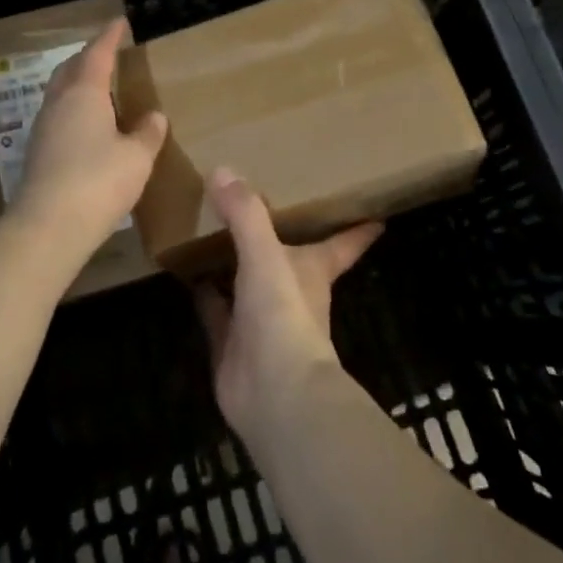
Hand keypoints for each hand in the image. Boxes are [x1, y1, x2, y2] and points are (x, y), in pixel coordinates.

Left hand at [13, 20, 167, 250]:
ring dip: (77, 83)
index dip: (109, 37)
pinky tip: (87, 125)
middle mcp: (59, 104)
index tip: (119, 23)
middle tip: (107, 53)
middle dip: (88, 57)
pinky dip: (73, 109)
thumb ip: (147, 133)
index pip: (97, 54)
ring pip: (60, 93)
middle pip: (70, 69)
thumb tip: (154, 117)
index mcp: (84, 94)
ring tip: (98, 87)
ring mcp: (44, 129)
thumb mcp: (136, 157)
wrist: (48, 226)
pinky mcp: (38, 154)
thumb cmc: (99, 181)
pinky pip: (58, 116)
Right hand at [196, 167, 382, 443]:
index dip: (357, 230)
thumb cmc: (285, 315)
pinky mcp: (231, 342)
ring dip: (235, 261)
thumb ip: (246, 214)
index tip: (376, 215)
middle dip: (282, 236)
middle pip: (290, 258)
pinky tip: (187, 274)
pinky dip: (204, 293)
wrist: (273, 392)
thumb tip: (222, 171)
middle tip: (263, 202)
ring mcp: (260, 319)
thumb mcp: (267, 255)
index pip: (343, 244)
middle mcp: (291, 292)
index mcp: (313, 270)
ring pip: (248, 282)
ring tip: (214, 228)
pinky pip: (215, 310)